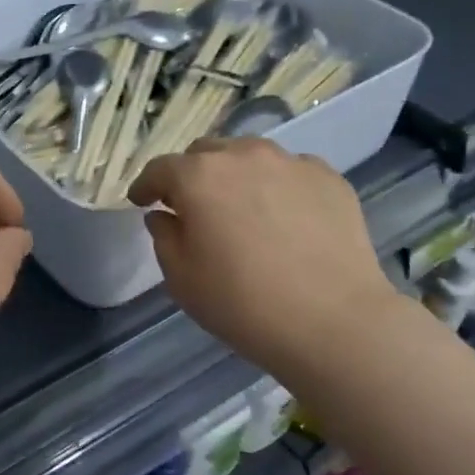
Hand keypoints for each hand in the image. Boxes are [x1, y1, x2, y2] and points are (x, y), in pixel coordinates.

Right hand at [128, 139, 398, 377]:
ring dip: (235, 175)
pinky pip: (290, 172)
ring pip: (250, 156)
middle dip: (191, 176)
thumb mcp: (182, 279)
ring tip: (240, 207)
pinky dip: (277, 186)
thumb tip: (165, 216)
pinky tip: (283, 218)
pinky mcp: (328, 178)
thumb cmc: (242, 303)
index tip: (141, 202)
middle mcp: (243, 156)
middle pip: (206, 153)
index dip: (146, 186)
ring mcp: (291, 162)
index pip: (160, 169)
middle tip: (193, 207)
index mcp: (198, 176)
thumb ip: (164, 237)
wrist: (333, 321)